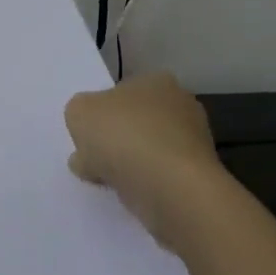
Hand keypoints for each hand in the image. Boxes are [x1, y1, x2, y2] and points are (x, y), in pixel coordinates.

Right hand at [65, 73, 225, 248]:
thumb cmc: (123, 136)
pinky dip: (143, 184)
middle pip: (136, 122)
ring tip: (105, 181)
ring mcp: (193, 144)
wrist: (169, 188)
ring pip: (147, 151)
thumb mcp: (78, 112)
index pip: (123, 92)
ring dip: (127, 164)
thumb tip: (90, 130)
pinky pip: (159, 177)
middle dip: (115, 139)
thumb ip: (79, 114)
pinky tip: (127, 193)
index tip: (89, 133)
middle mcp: (182, 107)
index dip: (102, 111)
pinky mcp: (197, 178)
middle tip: (93, 158)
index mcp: (157, 82)